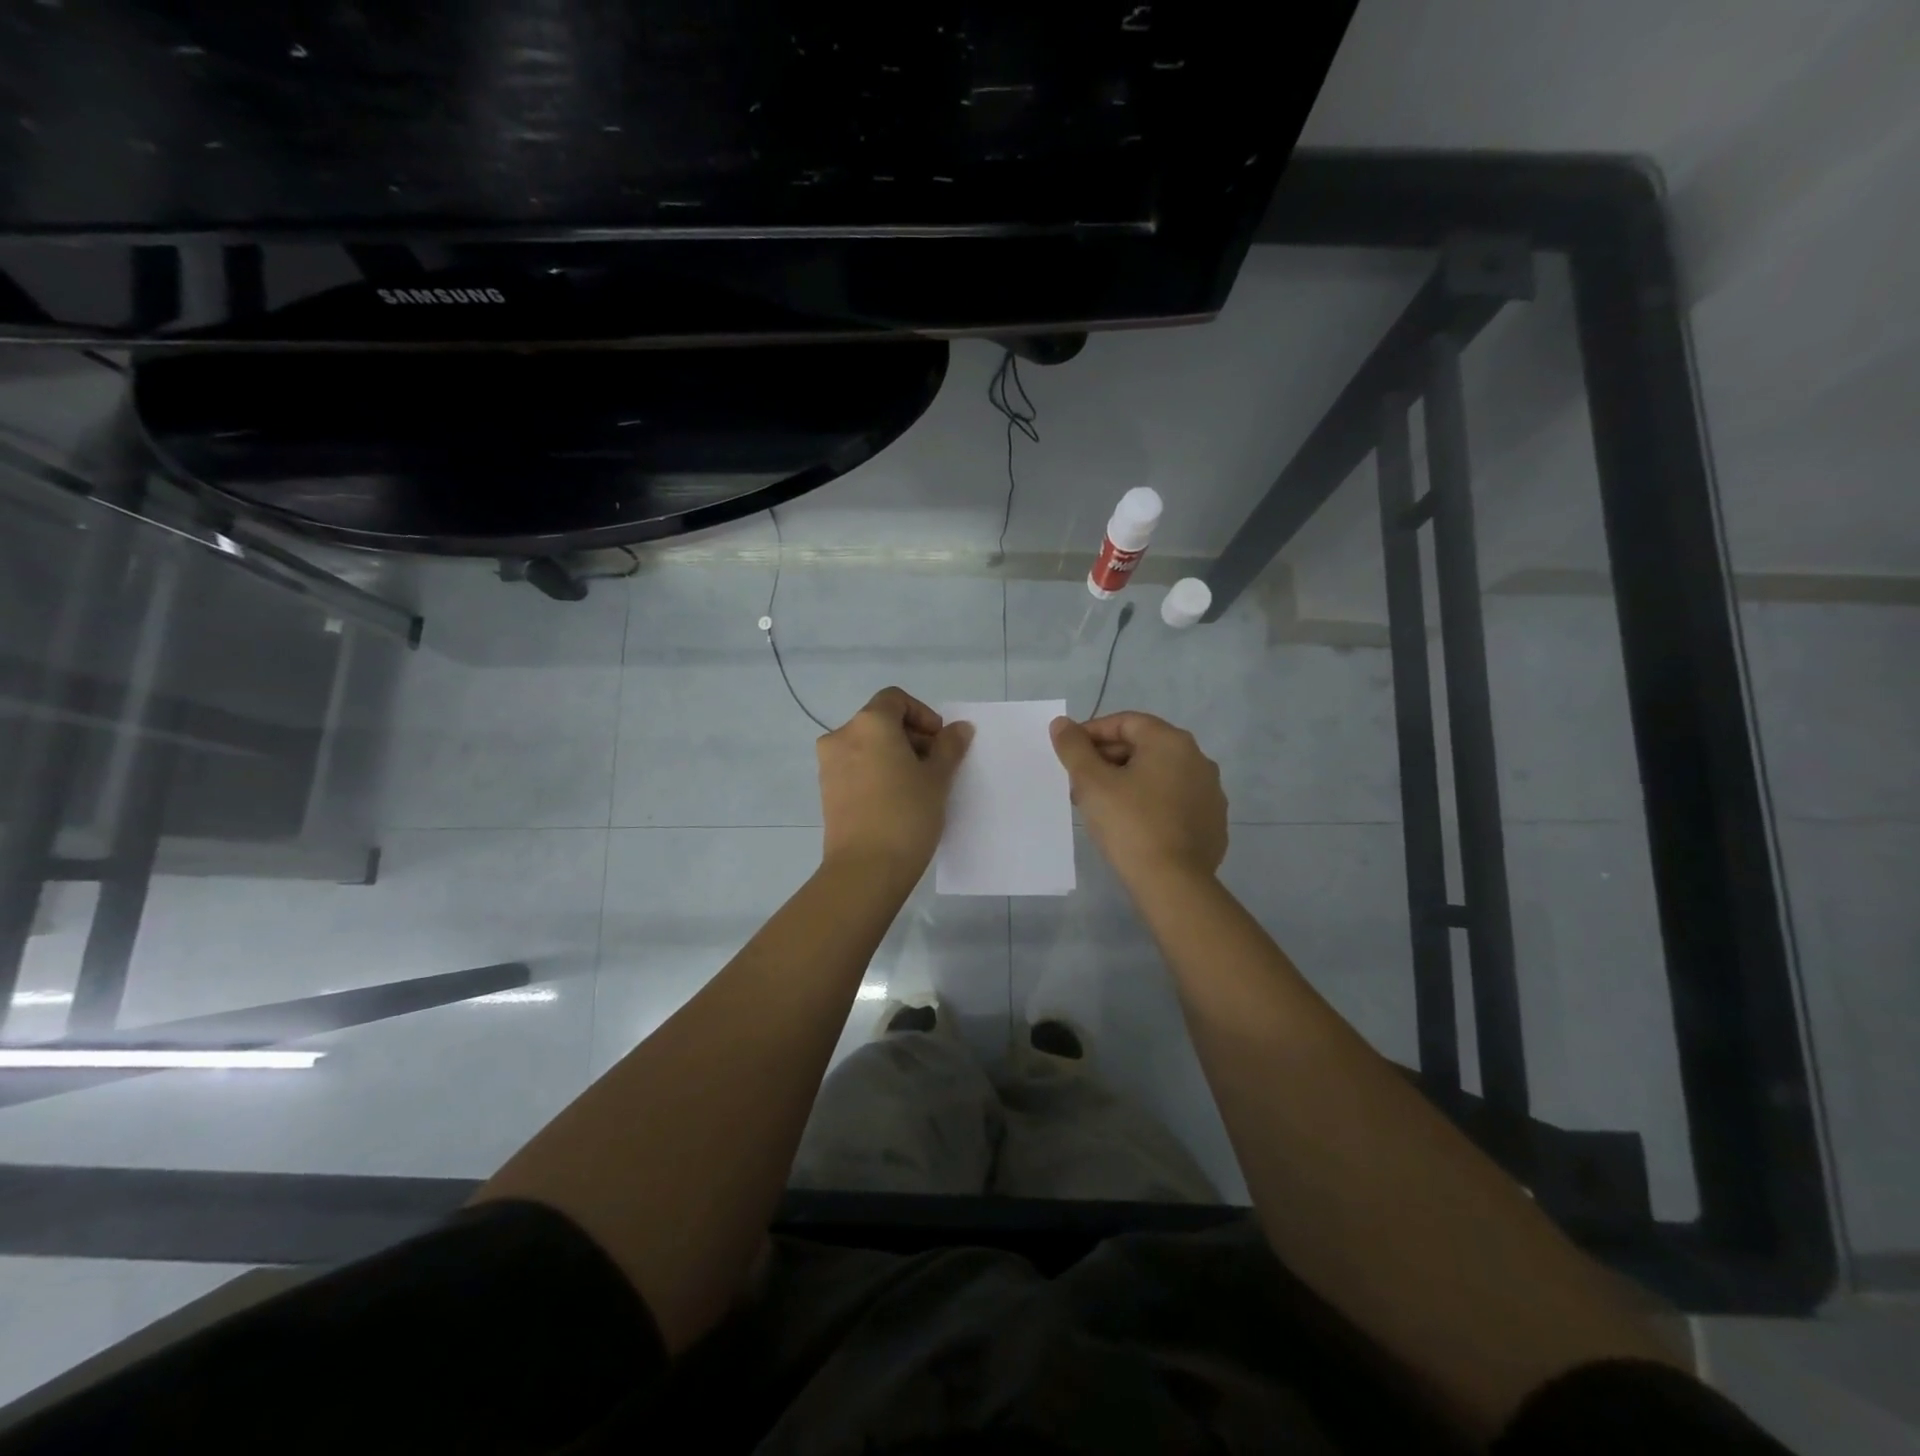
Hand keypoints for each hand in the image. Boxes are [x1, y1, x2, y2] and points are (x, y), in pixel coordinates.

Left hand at [817, 687, 973, 883]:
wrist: (865, 869)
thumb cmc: (906, 814)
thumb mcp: (937, 778)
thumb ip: (949, 747)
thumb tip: (959, 728)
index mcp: (869, 723)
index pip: (895, 699)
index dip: (922, 715)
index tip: (939, 742)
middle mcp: (842, 736)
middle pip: (880, 721)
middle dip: (910, 737)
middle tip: (935, 766)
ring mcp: (829, 765)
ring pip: (867, 746)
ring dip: (893, 756)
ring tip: (917, 786)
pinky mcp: (826, 791)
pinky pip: (856, 768)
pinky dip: (876, 773)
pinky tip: (896, 801)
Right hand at [1050, 712, 1227, 883]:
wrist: (1174, 883)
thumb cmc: (1130, 824)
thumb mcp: (1091, 782)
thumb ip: (1074, 747)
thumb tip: (1062, 724)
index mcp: (1171, 742)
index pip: (1125, 723)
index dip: (1091, 733)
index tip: (1069, 754)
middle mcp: (1198, 759)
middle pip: (1143, 747)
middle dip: (1107, 761)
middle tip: (1079, 784)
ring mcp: (1210, 793)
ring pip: (1158, 776)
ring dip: (1127, 782)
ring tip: (1100, 807)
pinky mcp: (1212, 822)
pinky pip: (1174, 802)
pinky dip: (1150, 804)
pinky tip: (1131, 827)